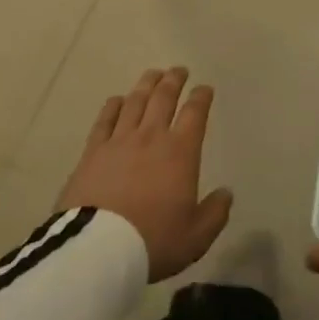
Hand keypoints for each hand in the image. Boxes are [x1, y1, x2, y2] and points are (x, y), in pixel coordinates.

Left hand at [56, 67, 232, 281]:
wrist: (99, 249)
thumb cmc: (154, 240)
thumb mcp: (196, 236)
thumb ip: (215, 213)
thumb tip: (226, 193)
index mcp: (180, 152)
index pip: (194, 114)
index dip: (201, 97)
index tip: (205, 88)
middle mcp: (150, 137)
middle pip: (163, 98)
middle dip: (173, 81)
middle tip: (179, 70)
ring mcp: (118, 141)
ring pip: (135, 102)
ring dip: (146, 85)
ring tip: (153, 74)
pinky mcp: (92, 152)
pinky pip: (105, 120)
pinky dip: (113, 106)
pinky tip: (117, 100)